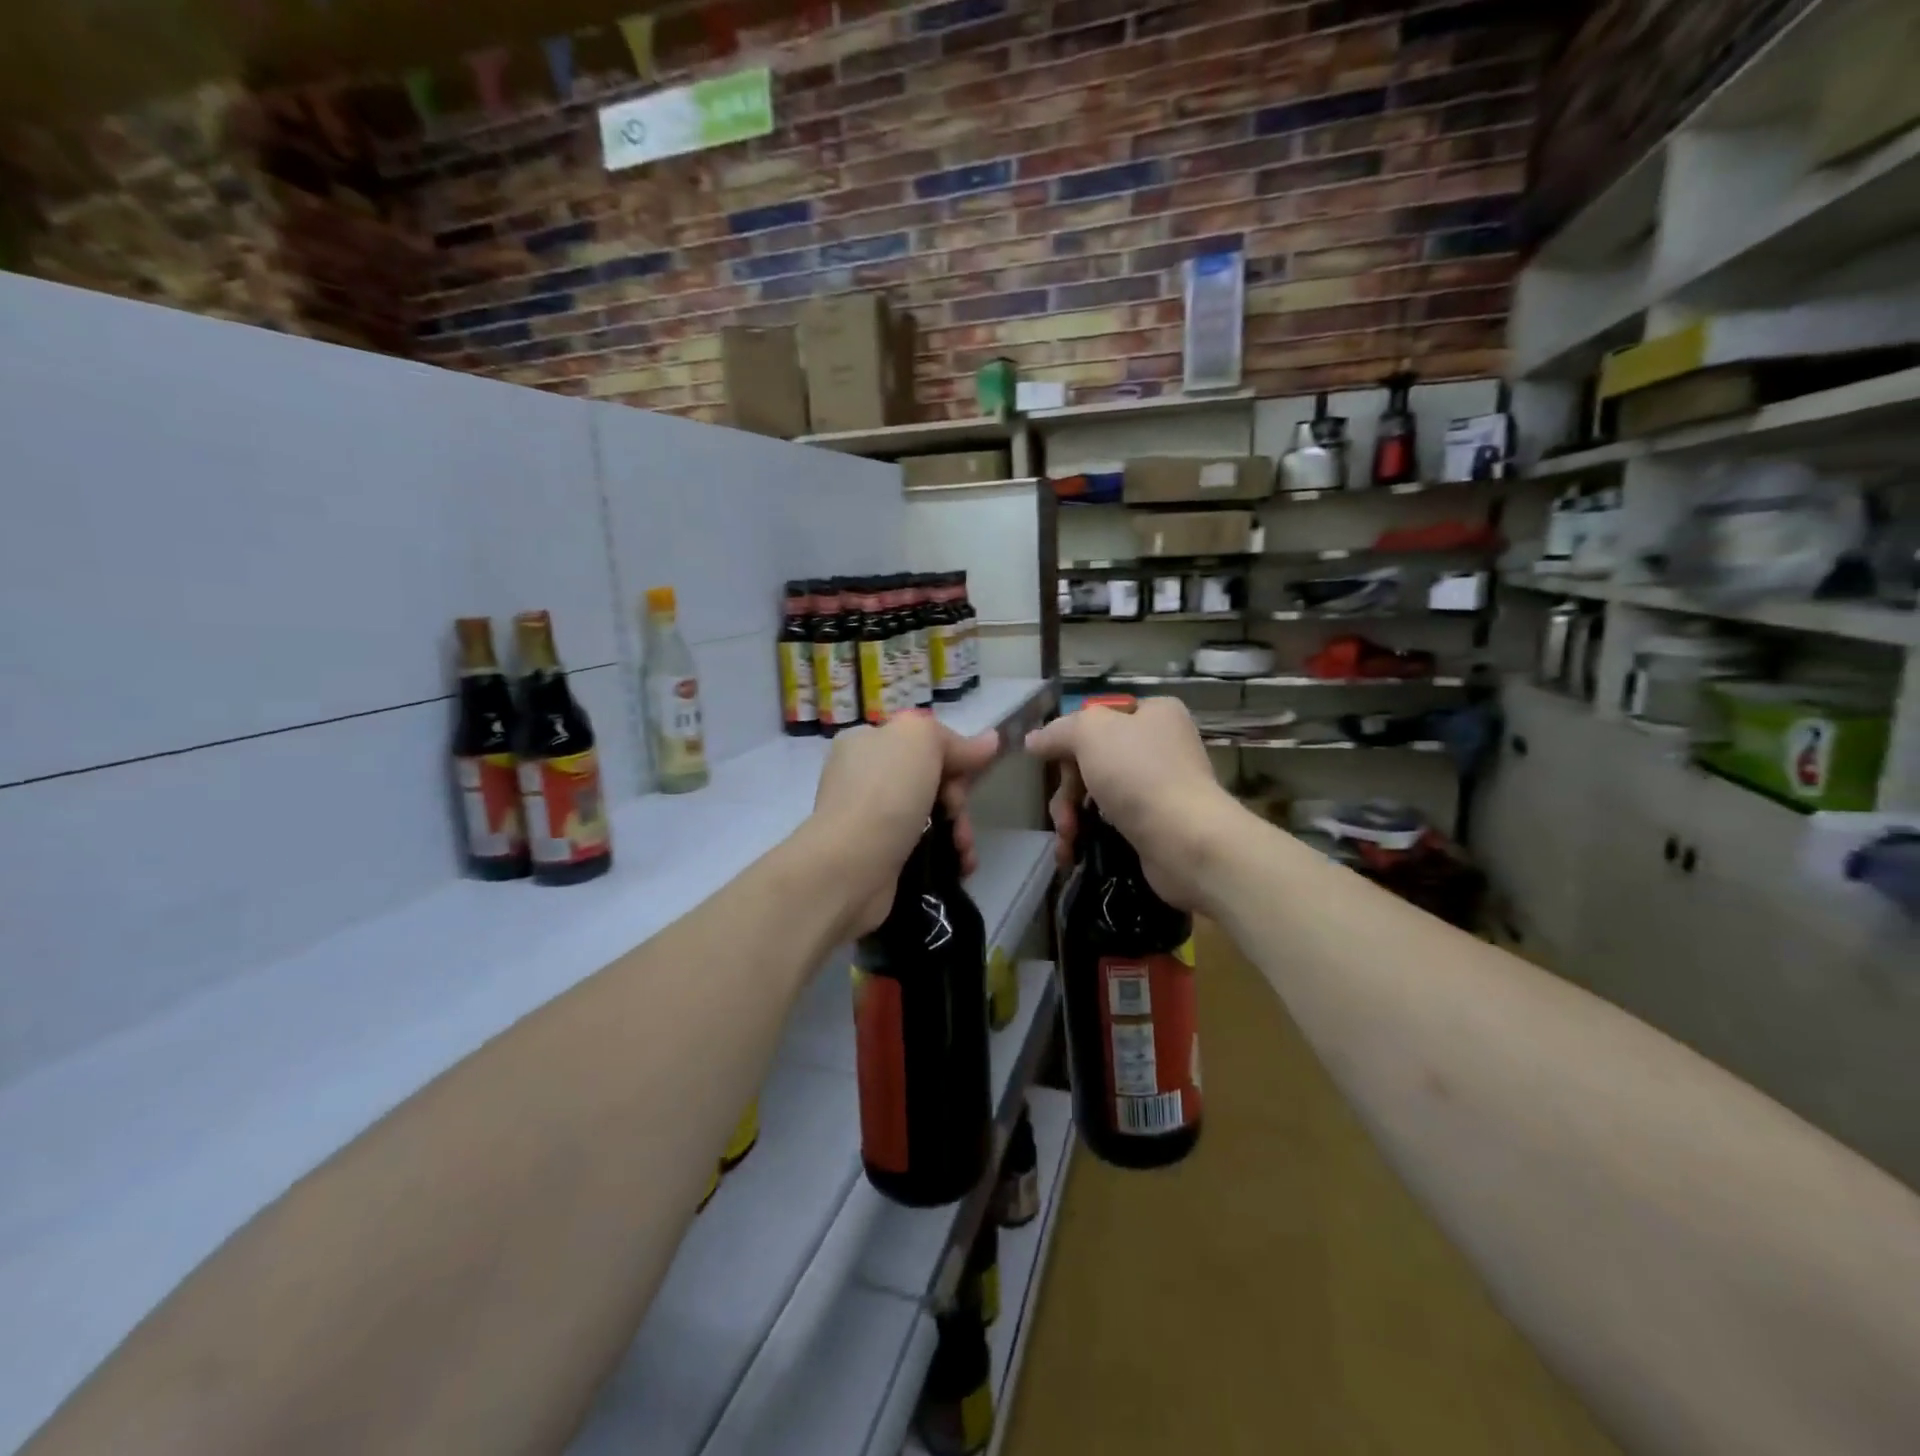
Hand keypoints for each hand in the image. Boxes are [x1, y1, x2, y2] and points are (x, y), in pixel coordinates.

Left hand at [807, 712, 1000, 936]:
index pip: (922, 741)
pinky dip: (947, 855)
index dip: (953, 755)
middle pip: (931, 780)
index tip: (970, 774)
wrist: (850, 867)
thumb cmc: (885, 794)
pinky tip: (960, 866)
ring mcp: (870, 819)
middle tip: (957, 815)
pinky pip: (924, 848)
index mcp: (867, 742)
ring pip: (931, 816)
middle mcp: (864, 777)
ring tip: (964, 850)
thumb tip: (990, 741)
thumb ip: (954, 739)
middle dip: (957, 799)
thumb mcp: (920, 740)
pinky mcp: (880, 857)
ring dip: (958, 831)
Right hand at [1023, 696, 1237, 913]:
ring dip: (1071, 816)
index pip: (1100, 717)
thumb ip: (1059, 731)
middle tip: (1062, 814)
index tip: (1052, 763)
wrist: (1185, 840)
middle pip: (1093, 760)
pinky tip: (1072, 852)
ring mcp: (1159, 787)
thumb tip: (1033, 740)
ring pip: (1096, 794)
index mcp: (1154, 714)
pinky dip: (1087, 835)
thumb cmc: (1139, 773)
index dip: (1070, 739)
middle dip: (1067, 790)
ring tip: (1067, 838)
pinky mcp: (1155, 824)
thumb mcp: (1090, 734)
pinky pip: (1110, 823)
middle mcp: (1160, 746)